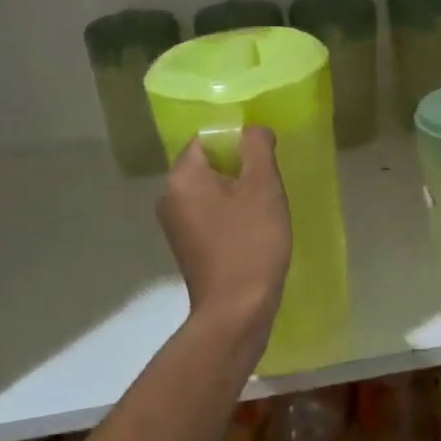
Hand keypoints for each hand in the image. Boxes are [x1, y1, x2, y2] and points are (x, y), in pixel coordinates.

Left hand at [157, 128, 291, 338]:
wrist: (236, 311)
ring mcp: (175, 225)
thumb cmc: (250, 243)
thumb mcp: (263, 186)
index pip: (207, 139)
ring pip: (210, 191)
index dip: (238, 141)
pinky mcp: (187, 247)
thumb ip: (257, 147)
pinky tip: (254, 230)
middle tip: (271, 182)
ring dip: (237, 193)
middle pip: (208, 165)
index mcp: (182, 177)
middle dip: (240, 168)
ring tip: (266, 207)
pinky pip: (210, 216)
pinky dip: (230, 215)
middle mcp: (169, 196)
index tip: (265, 157)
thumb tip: (253, 129)